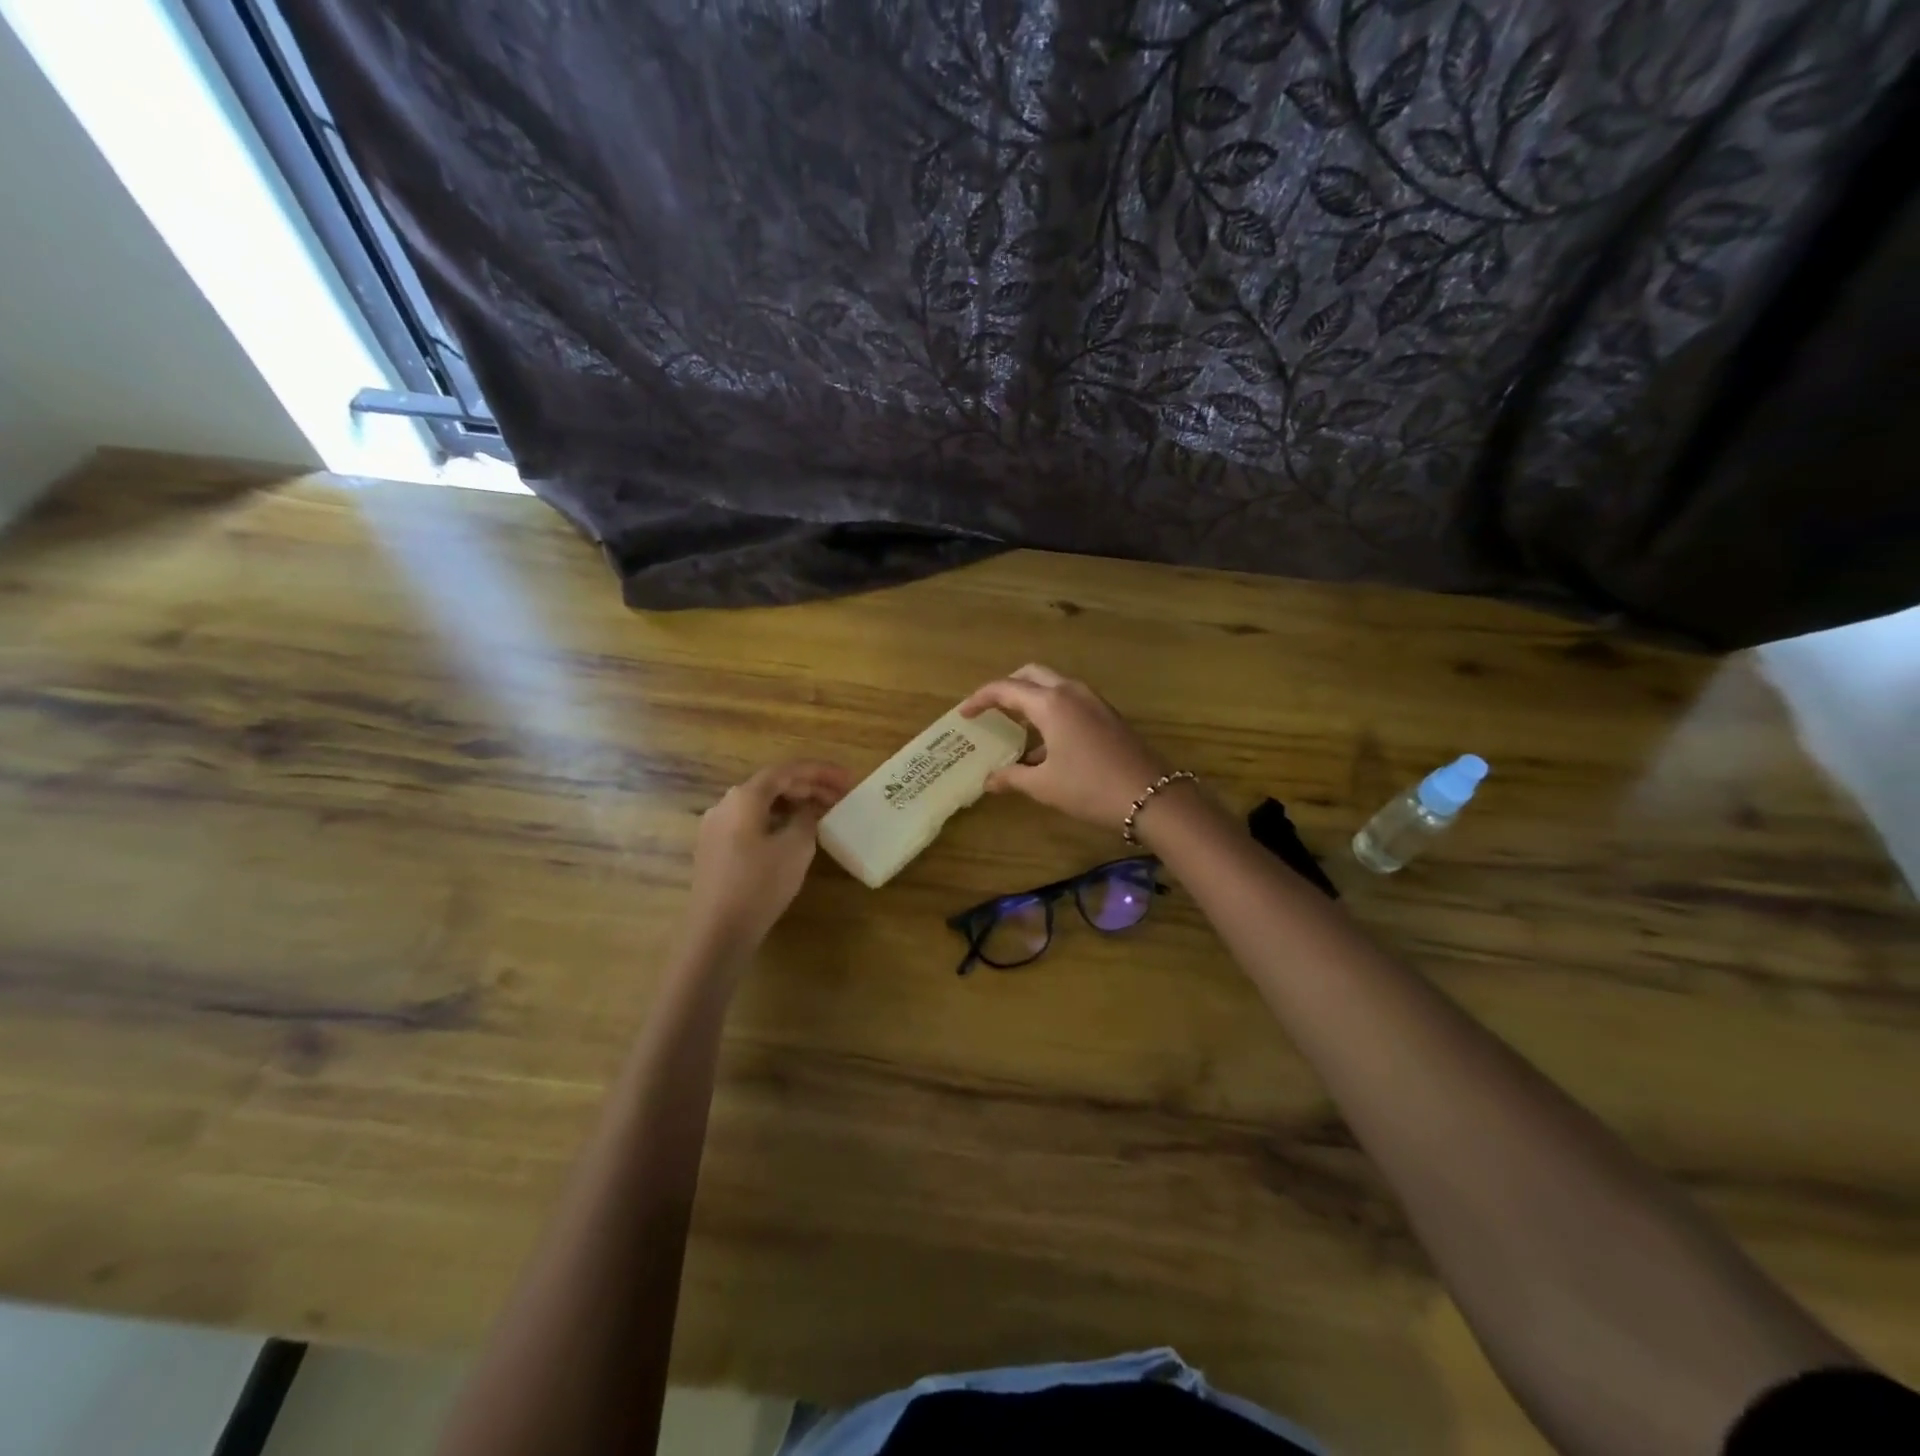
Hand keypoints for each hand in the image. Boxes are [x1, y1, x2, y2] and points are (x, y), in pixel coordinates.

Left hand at [684, 760, 853, 959]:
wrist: (718, 931)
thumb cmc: (760, 884)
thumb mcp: (796, 847)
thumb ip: (806, 818)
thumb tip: (806, 809)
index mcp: (744, 797)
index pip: (787, 770)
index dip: (820, 771)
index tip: (847, 779)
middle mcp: (725, 804)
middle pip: (772, 785)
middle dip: (809, 787)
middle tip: (840, 797)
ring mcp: (716, 827)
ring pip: (761, 804)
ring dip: (793, 804)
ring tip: (822, 814)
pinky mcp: (715, 849)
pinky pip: (751, 822)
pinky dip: (777, 820)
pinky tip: (794, 835)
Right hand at [957, 665, 1170, 830]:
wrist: (1152, 797)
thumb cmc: (1090, 788)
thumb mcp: (1044, 786)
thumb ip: (1012, 777)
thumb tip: (989, 780)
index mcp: (1050, 703)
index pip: (1005, 689)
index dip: (980, 699)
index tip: (964, 713)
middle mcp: (1071, 692)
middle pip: (1031, 675)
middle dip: (1007, 687)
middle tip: (990, 708)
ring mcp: (1094, 701)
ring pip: (1054, 686)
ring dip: (1031, 699)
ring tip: (1015, 728)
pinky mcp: (1108, 715)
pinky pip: (1071, 701)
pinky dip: (1051, 711)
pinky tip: (1046, 746)